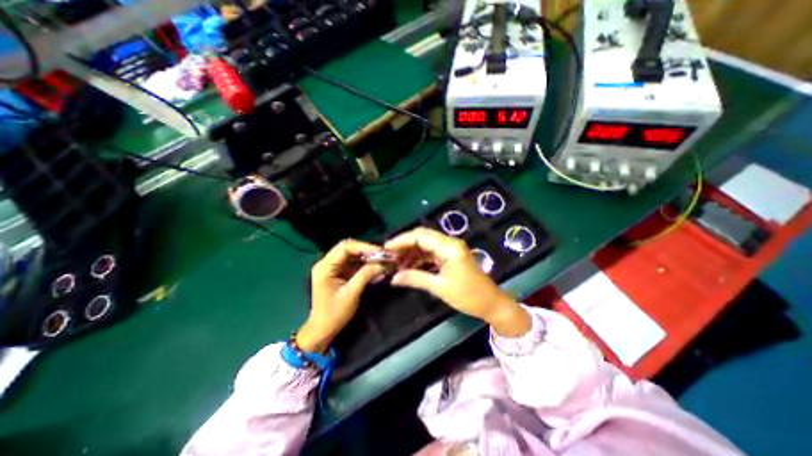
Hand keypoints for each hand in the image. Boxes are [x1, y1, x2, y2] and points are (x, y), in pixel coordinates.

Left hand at [298, 239, 386, 352]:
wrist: (323, 330)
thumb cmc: (334, 314)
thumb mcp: (351, 293)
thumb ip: (366, 275)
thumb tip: (383, 264)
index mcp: (325, 267)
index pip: (345, 247)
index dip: (364, 247)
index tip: (380, 252)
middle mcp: (327, 263)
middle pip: (348, 248)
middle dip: (366, 250)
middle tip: (383, 255)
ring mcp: (332, 268)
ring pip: (352, 254)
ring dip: (367, 257)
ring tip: (382, 260)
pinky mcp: (338, 273)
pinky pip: (353, 263)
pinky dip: (364, 264)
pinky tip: (375, 267)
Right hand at [387, 226, 533, 336]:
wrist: (491, 303)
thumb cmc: (468, 296)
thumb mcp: (440, 288)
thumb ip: (416, 279)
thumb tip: (393, 278)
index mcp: (449, 247)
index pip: (420, 236)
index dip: (401, 241)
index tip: (386, 248)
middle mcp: (450, 243)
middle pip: (422, 237)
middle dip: (405, 245)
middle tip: (390, 256)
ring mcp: (450, 249)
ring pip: (426, 245)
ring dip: (411, 252)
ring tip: (397, 264)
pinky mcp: (450, 256)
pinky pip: (431, 253)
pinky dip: (419, 259)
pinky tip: (409, 267)